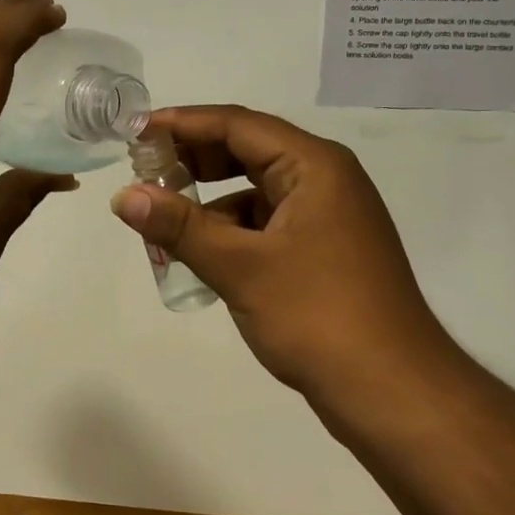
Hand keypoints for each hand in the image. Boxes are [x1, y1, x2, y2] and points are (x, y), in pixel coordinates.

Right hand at [110, 106, 456, 406]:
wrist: (391, 391)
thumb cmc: (317, 316)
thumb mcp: (240, 267)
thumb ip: (179, 227)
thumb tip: (122, 196)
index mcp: (314, 166)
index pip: (238, 124)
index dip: (182, 123)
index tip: (135, 131)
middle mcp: (325, 180)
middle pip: (248, 151)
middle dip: (194, 158)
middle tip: (144, 171)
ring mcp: (329, 216)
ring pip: (256, 190)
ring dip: (210, 199)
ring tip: (163, 216)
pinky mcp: (325, 250)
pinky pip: (268, 222)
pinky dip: (232, 229)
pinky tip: (201, 252)